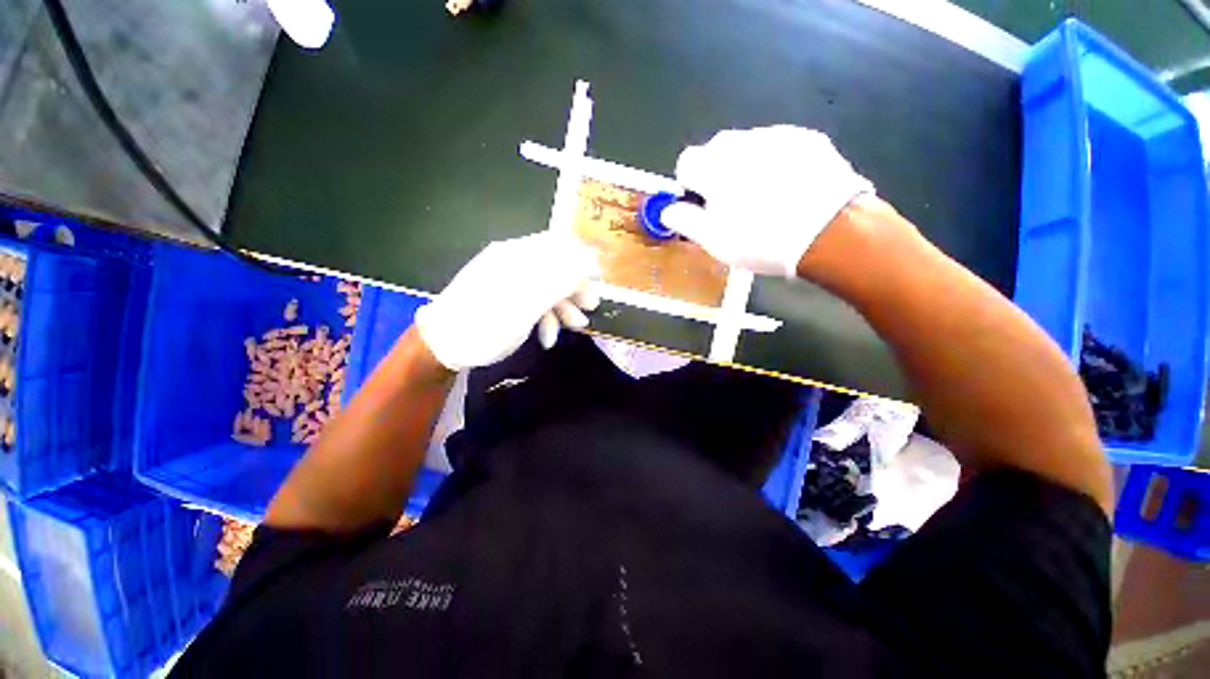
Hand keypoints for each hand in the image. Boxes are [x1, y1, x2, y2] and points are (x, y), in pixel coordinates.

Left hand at [414, 232, 600, 370]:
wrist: (443, 345)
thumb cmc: (485, 325)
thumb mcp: (526, 306)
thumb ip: (558, 282)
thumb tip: (586, 263)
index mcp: (517, 256)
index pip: (560, 244)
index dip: (583, 259)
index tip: (599, 281)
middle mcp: (513, 260)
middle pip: (555, 266)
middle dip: (575, 287)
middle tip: (589, 309)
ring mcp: (508, 278)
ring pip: (546, 284)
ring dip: (563, 305)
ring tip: (573, 327)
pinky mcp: (504, 294)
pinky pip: (532, 298)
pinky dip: (545, 314)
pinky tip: (547, 336)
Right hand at [660, 126, 872, 277]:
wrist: (831, 231)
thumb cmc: (760, 240)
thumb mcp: (712, 240)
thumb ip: (683, 220)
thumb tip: (667, 209)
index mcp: (713, 166)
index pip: (686, 162)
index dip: (691, 186)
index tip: (704, 207)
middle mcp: (741, 141)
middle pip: (716, 152)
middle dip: (718, 175)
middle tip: (734, 207)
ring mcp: (777, 135)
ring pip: (748, 149)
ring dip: (747, 168)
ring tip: (766, 199)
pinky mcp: (807, 138)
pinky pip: (779, 147)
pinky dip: (776, 164)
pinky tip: (790, 189)